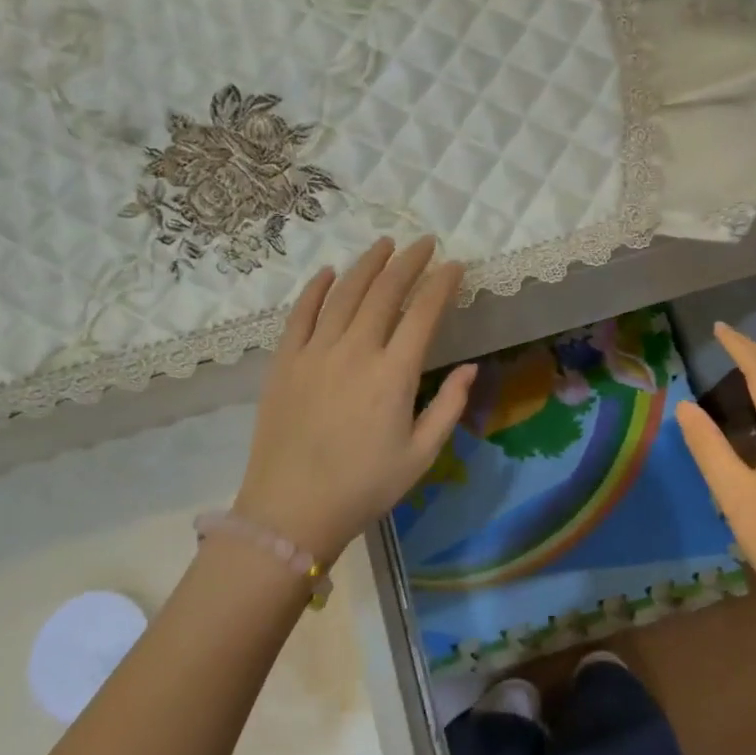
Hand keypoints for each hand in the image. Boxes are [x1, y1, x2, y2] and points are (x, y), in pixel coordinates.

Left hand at [233, 237, 475, 563]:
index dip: (441, 284)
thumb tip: (471, 367)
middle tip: (424, 244)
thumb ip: (449, 407)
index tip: (455, 265)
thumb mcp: (420, 455)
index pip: (423, 314)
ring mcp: (315, 353)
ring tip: (385, 245)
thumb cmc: (363, 488)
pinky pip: (300, 314)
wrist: (290, 511)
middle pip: (384, 292)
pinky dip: (315, 289)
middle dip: (408, 262)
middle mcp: (355, 352)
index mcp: (393, 375)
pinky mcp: (284, 362)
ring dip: (367, 265)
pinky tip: (328, 272)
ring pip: (343, 293)